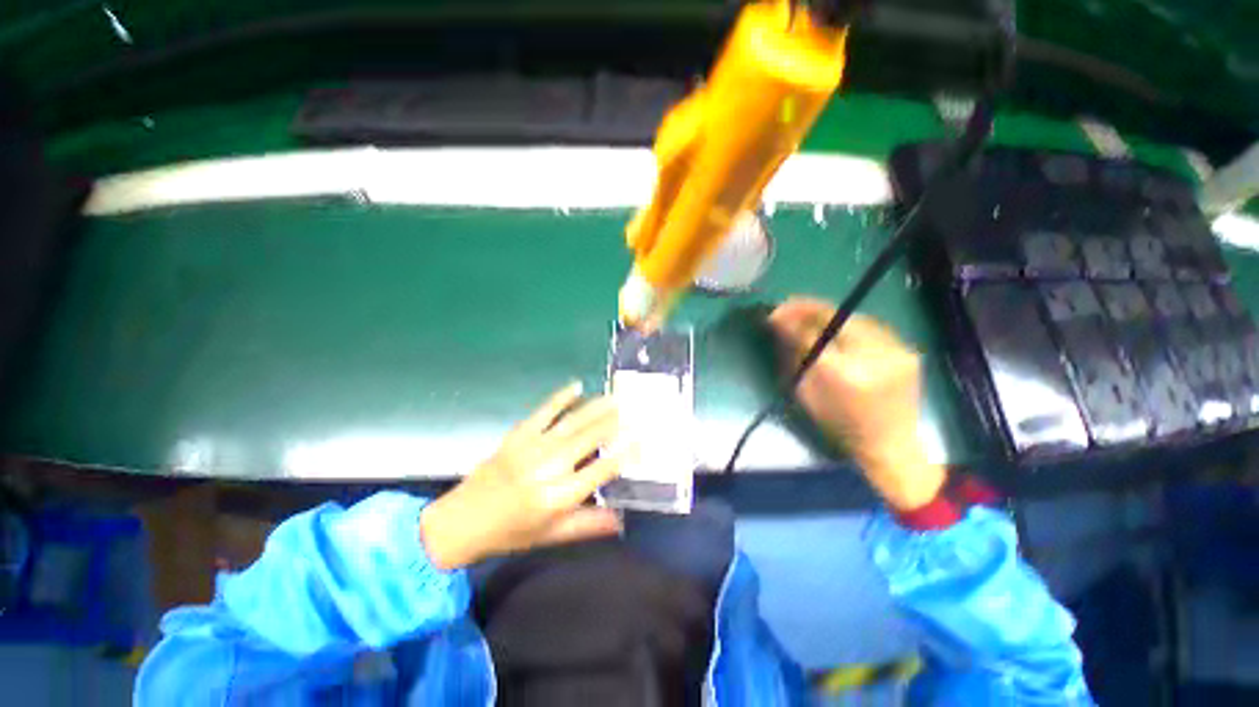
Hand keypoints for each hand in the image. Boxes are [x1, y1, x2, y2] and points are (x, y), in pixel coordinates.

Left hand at [420, 382, 630, 569]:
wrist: (462, 520)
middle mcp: (550, 467)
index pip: (602, 469)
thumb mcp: (551, 534)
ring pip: (573, 422)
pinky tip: (577, 386)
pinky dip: (562, 397)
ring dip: (596, 407)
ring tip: (615, 397)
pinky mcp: (518, 434)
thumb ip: (588, 525)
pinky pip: (545, 411)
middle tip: (633, 408)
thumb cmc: (511, 532)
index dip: (624, 453)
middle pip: (590, 438)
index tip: (641, 439)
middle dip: (615, 422)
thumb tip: (621, 520)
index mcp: (559, 496)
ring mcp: (533, 447)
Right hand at [769, 297, 945, 510]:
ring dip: (829, 314)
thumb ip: (796, 355)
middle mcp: (874, 356)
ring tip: (809, 316)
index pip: (814, 332)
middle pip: (838, 317)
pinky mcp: (907, 350)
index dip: (792, 317)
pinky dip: (849, 324)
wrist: (890, 445)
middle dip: (809, 309)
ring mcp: (896, 351)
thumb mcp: (806, 392)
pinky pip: (871, 326)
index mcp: (843, 374)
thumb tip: (782, 325)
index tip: (775, 311)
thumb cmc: (839, 424)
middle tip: (788, 307)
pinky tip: (837, 327)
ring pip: (855, 317)